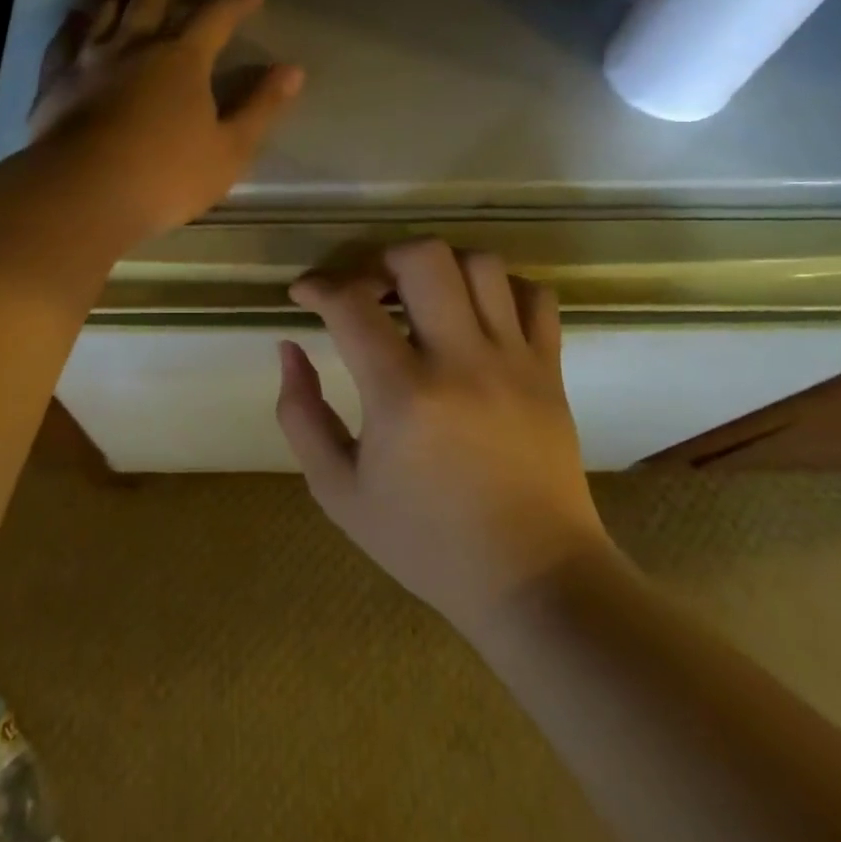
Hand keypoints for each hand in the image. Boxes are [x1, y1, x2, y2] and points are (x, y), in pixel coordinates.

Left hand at [30, 0, 302, 241]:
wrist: (82, 193)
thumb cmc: (165, 176)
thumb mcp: (230, 150)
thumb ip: (261, 107)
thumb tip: (293, 70)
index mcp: (181, 59)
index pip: (214, 18)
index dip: (235, 4)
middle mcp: (134, 46)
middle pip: (151, 0)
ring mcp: (89, 60)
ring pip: (105, 9)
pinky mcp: (56, 80)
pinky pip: (65, 39)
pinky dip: (73, 22)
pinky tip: (74, 16)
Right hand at [276, 240, 615, 640]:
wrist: (535, 583)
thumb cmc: (427, 543)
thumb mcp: (339, 492)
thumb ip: (300, 415)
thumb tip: (290, 348)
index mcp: (403, 396)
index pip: (351, 303)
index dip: (318, 286)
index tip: (304, 295)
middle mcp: (461, 362)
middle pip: (424, 258)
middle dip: (382, 259)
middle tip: (368, 291)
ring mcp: (514, 362)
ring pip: (481, 264)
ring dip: (439, 268)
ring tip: (420, 299)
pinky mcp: (550, 371)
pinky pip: (535, 296)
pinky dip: (501, 289)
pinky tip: (476, 315)